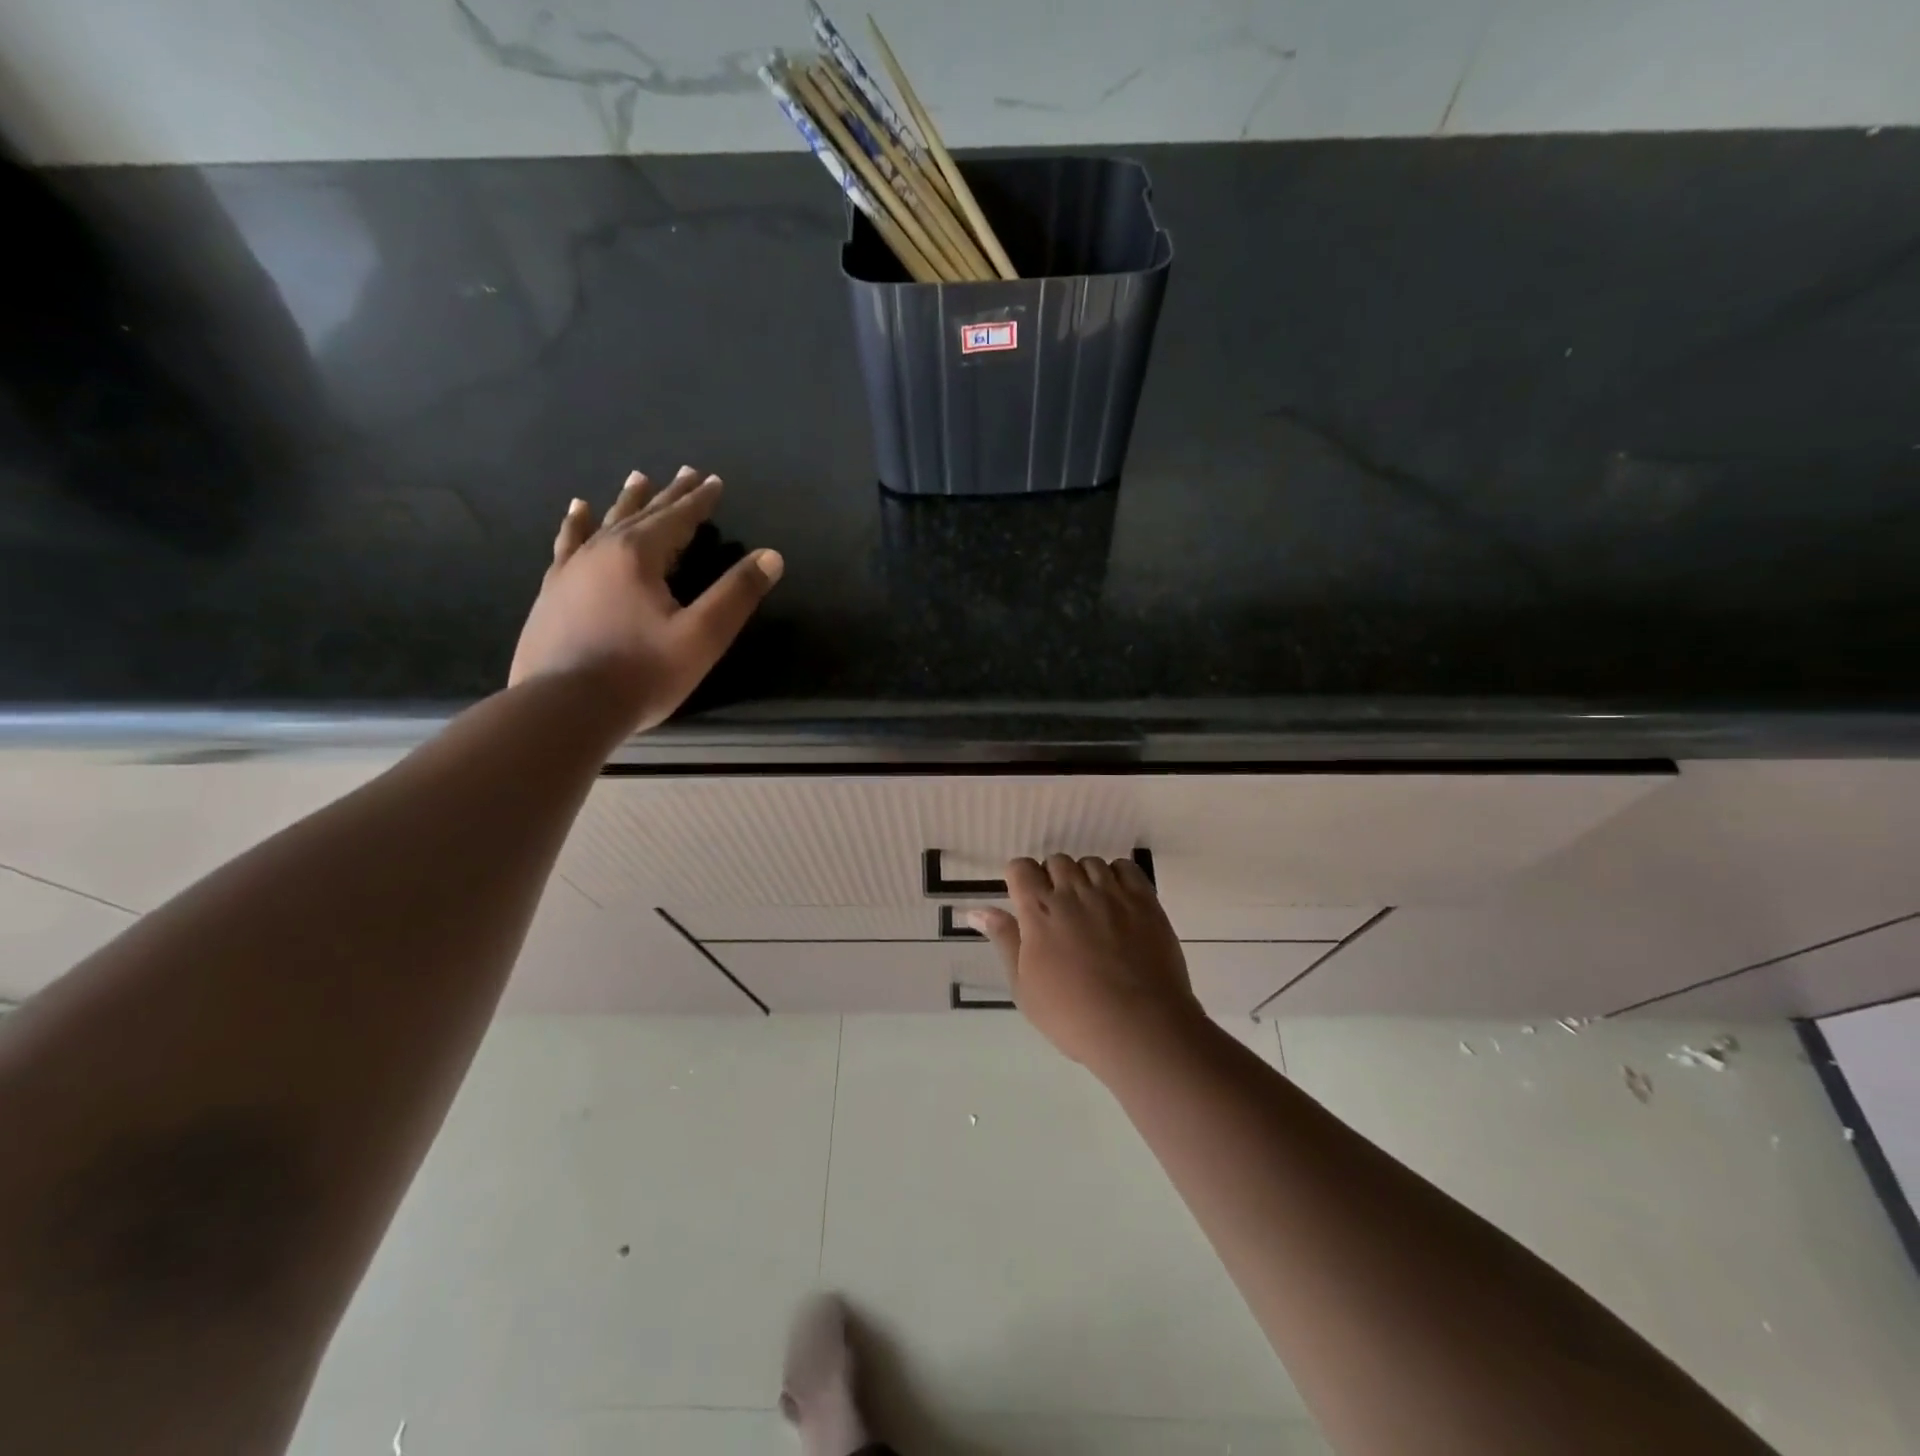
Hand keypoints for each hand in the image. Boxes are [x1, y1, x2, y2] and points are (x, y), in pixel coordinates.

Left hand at [509, 467, 782, 729]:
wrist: (564, 708)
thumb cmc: (642, 673)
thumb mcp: (702, 636)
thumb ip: (736, 594)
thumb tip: (771, 556)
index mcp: (639, 556)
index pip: (677, 518)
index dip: (699, 500)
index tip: (714, 480)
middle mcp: (602, 551)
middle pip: (642, 514)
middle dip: (668, 495)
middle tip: (684, 472)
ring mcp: (571, 570)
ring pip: (603, 523)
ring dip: (625, 502)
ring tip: (635, 479)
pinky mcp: (552, 592)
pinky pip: (568, 544)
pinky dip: (576, 525)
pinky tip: (575, 514)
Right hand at [971, 855, 1203, 1074]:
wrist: (1139, 1028)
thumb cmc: (1072, 1015)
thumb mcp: (1024, 986)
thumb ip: (1004, 939)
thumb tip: (976, 911)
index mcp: (1039, 910)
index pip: (1021, 867)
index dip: (1020, 879)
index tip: (1026, 900)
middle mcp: (1073, 891)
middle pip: (1056, 861)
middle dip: (1053, 879)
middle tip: (1059, 913)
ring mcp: (1111, 893)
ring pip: (1090, 863)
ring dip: (1084, 879)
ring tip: (1090, 910)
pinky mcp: (1144, 900)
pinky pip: (1125, 868)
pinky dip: (1117, 876)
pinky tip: (1116, 901)